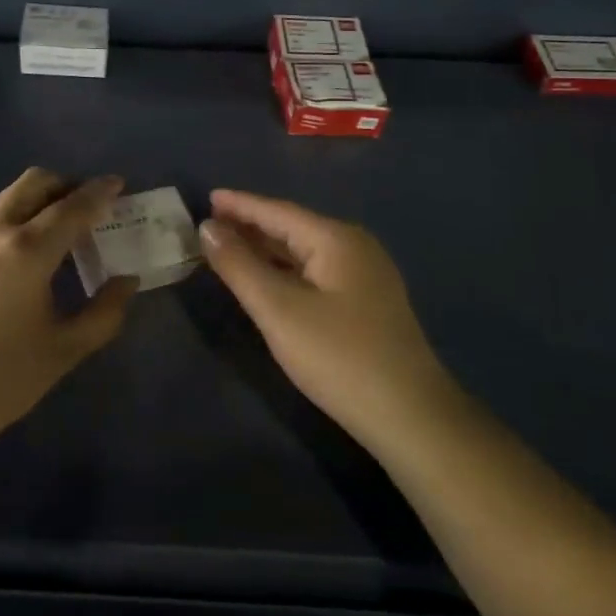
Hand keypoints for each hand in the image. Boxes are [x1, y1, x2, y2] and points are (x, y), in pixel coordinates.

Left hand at [0, 168, 138, 461]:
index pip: (72, 207)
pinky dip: (20, 212)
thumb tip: (126, 280)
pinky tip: (32, 248)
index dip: (99, 193)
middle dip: (68, 185)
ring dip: (42, 197)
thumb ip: (105, 312)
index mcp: (27, 250)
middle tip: (93, 207)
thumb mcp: (65, 349)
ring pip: (11, 195)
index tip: (120, 184)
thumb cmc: (2, 378)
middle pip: (35, 183)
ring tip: (65, 226)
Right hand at [199, 190, 450, 449]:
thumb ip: (239, 265)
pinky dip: (283, 270)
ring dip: (265, 249)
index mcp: (336, 239)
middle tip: (209, 224)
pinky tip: (265, 279)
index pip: (277, 211)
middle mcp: (354, 248)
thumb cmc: (339, 356)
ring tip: (227, 247)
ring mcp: (364, 277)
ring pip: (303, 252)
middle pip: (292, 227)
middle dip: (250, 225)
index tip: (206, 197)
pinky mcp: (365, 304)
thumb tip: (207, 227)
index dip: (239, 204)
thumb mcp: (278, 309)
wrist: (410, 417)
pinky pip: (314, 272)